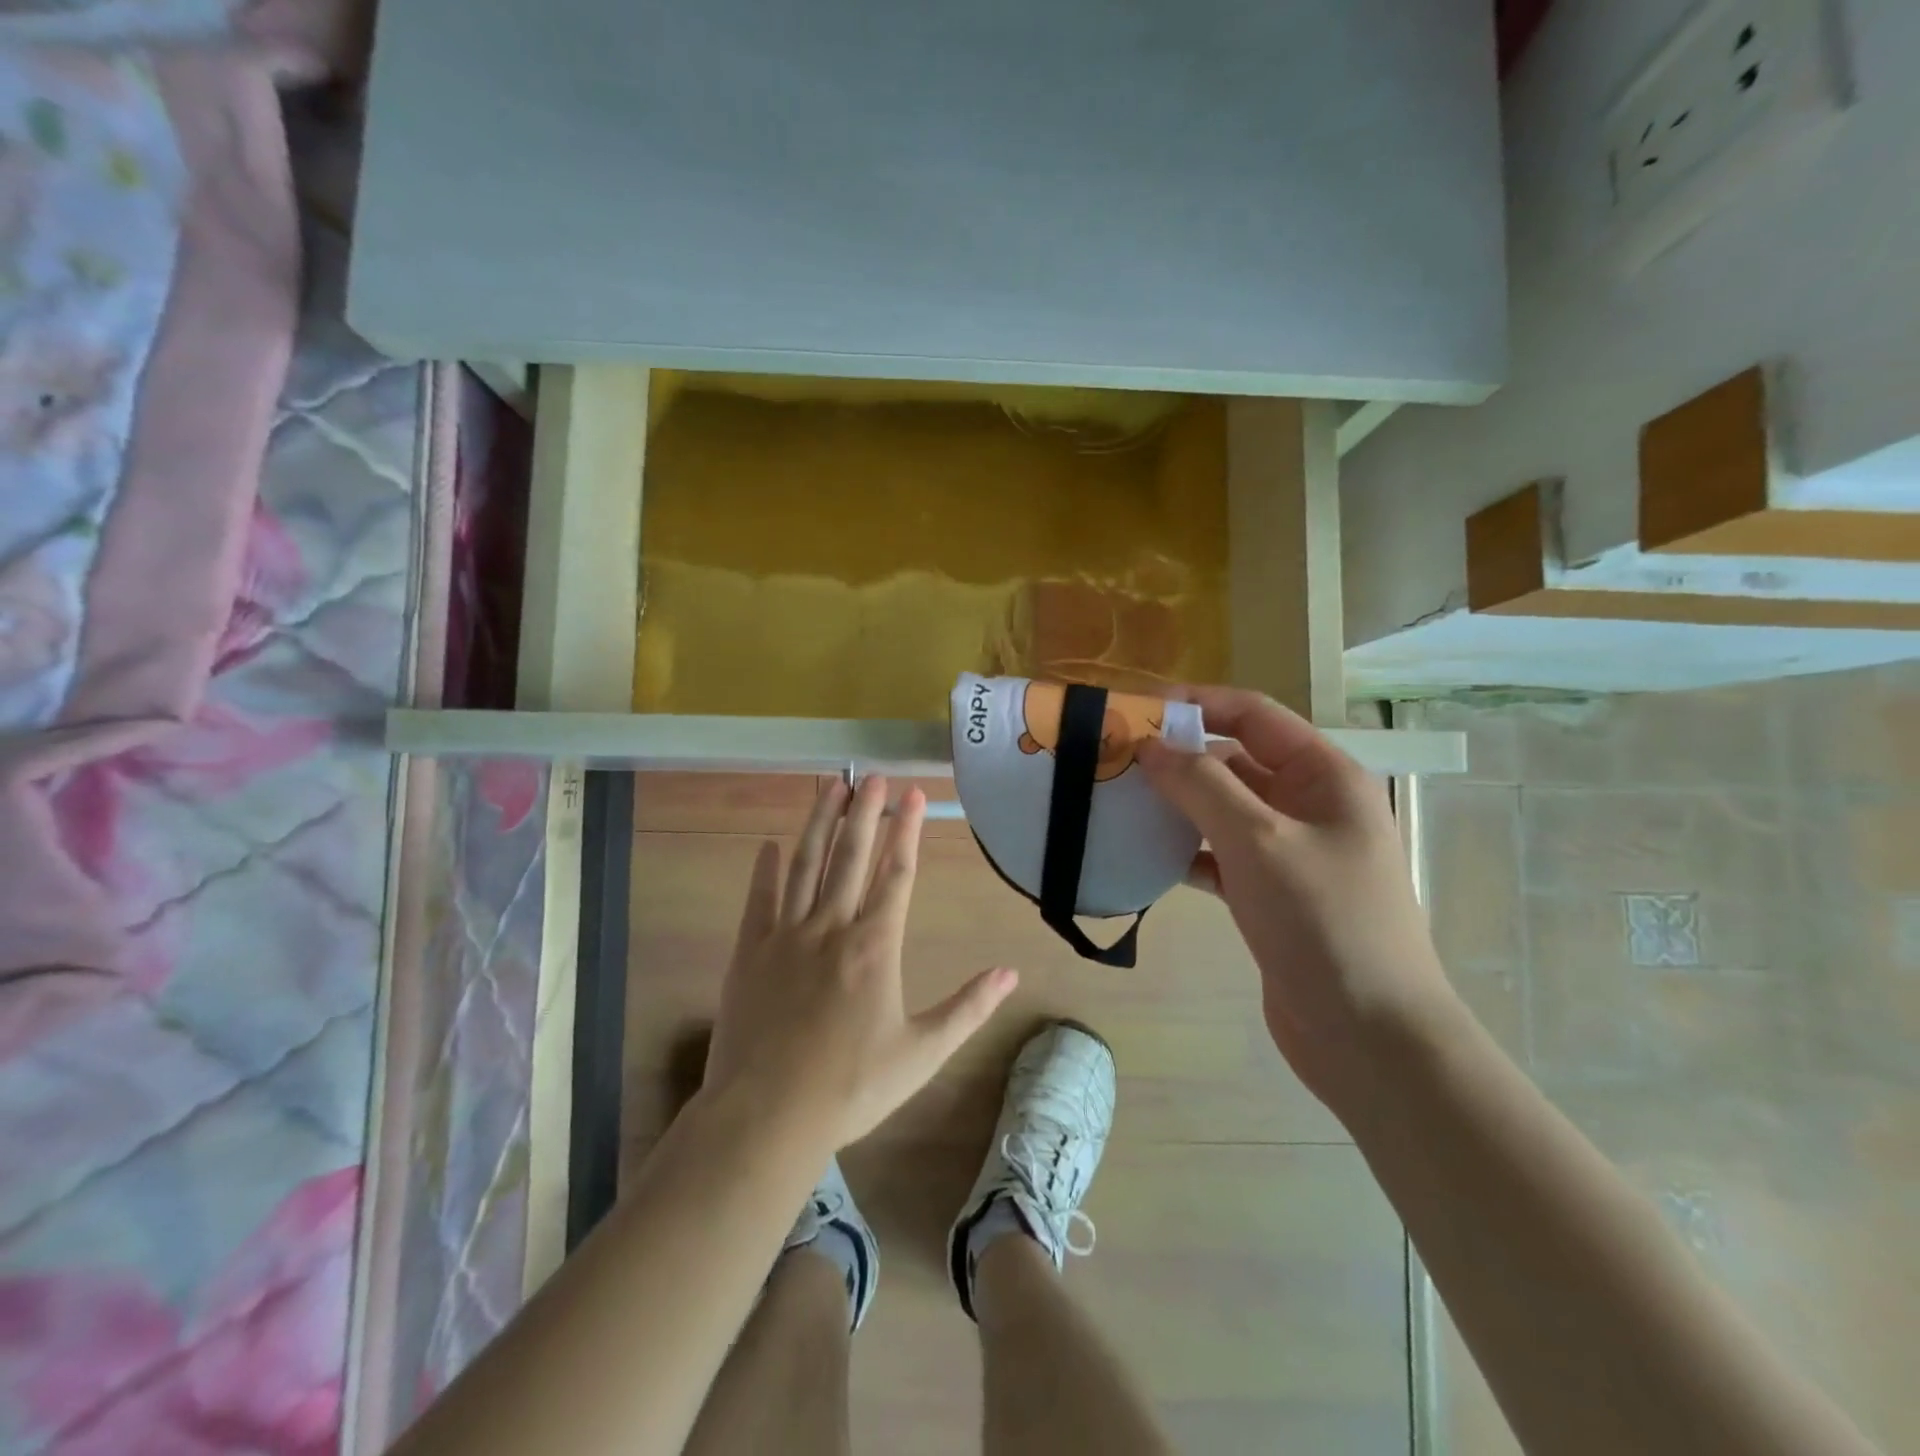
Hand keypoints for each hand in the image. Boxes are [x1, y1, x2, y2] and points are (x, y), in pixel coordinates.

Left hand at [703, 776, 1018, 1152]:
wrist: (768, 1116)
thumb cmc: (852, 1087)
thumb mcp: (922, 1053)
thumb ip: (968, 1008)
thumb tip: (1010, 973)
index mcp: (875, 946)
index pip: (896, 873)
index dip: (906, 830)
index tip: (913, 794)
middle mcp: (831, 928)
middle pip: (850, 857)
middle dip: (864, 813)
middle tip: (871, 775)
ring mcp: (787, 936)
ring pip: (805, 865)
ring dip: (819, 824)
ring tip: (830, 788)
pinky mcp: (751, 952)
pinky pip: (760, 899)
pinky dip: (765, 869)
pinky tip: (770, 844)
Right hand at [1137, 688, 1458, 1105]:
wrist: (1369, 1037)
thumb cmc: (1323, 922)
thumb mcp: (1259, 841)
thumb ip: (1202, 785)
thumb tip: (1149, 745)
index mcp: (1323, 775)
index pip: (1252, 715)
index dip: (1196, 704)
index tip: (1135, 711)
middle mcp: (1309, 805)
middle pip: (1234, 761)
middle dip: (1177, 757)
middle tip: (1113, 762)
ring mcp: (1289, 852)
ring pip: (1222, 810)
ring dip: (1176, 806)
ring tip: (1118, 804)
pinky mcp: (1269, 895)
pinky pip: (1219, 856)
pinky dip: (1185, 853)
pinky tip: (1146, 859)